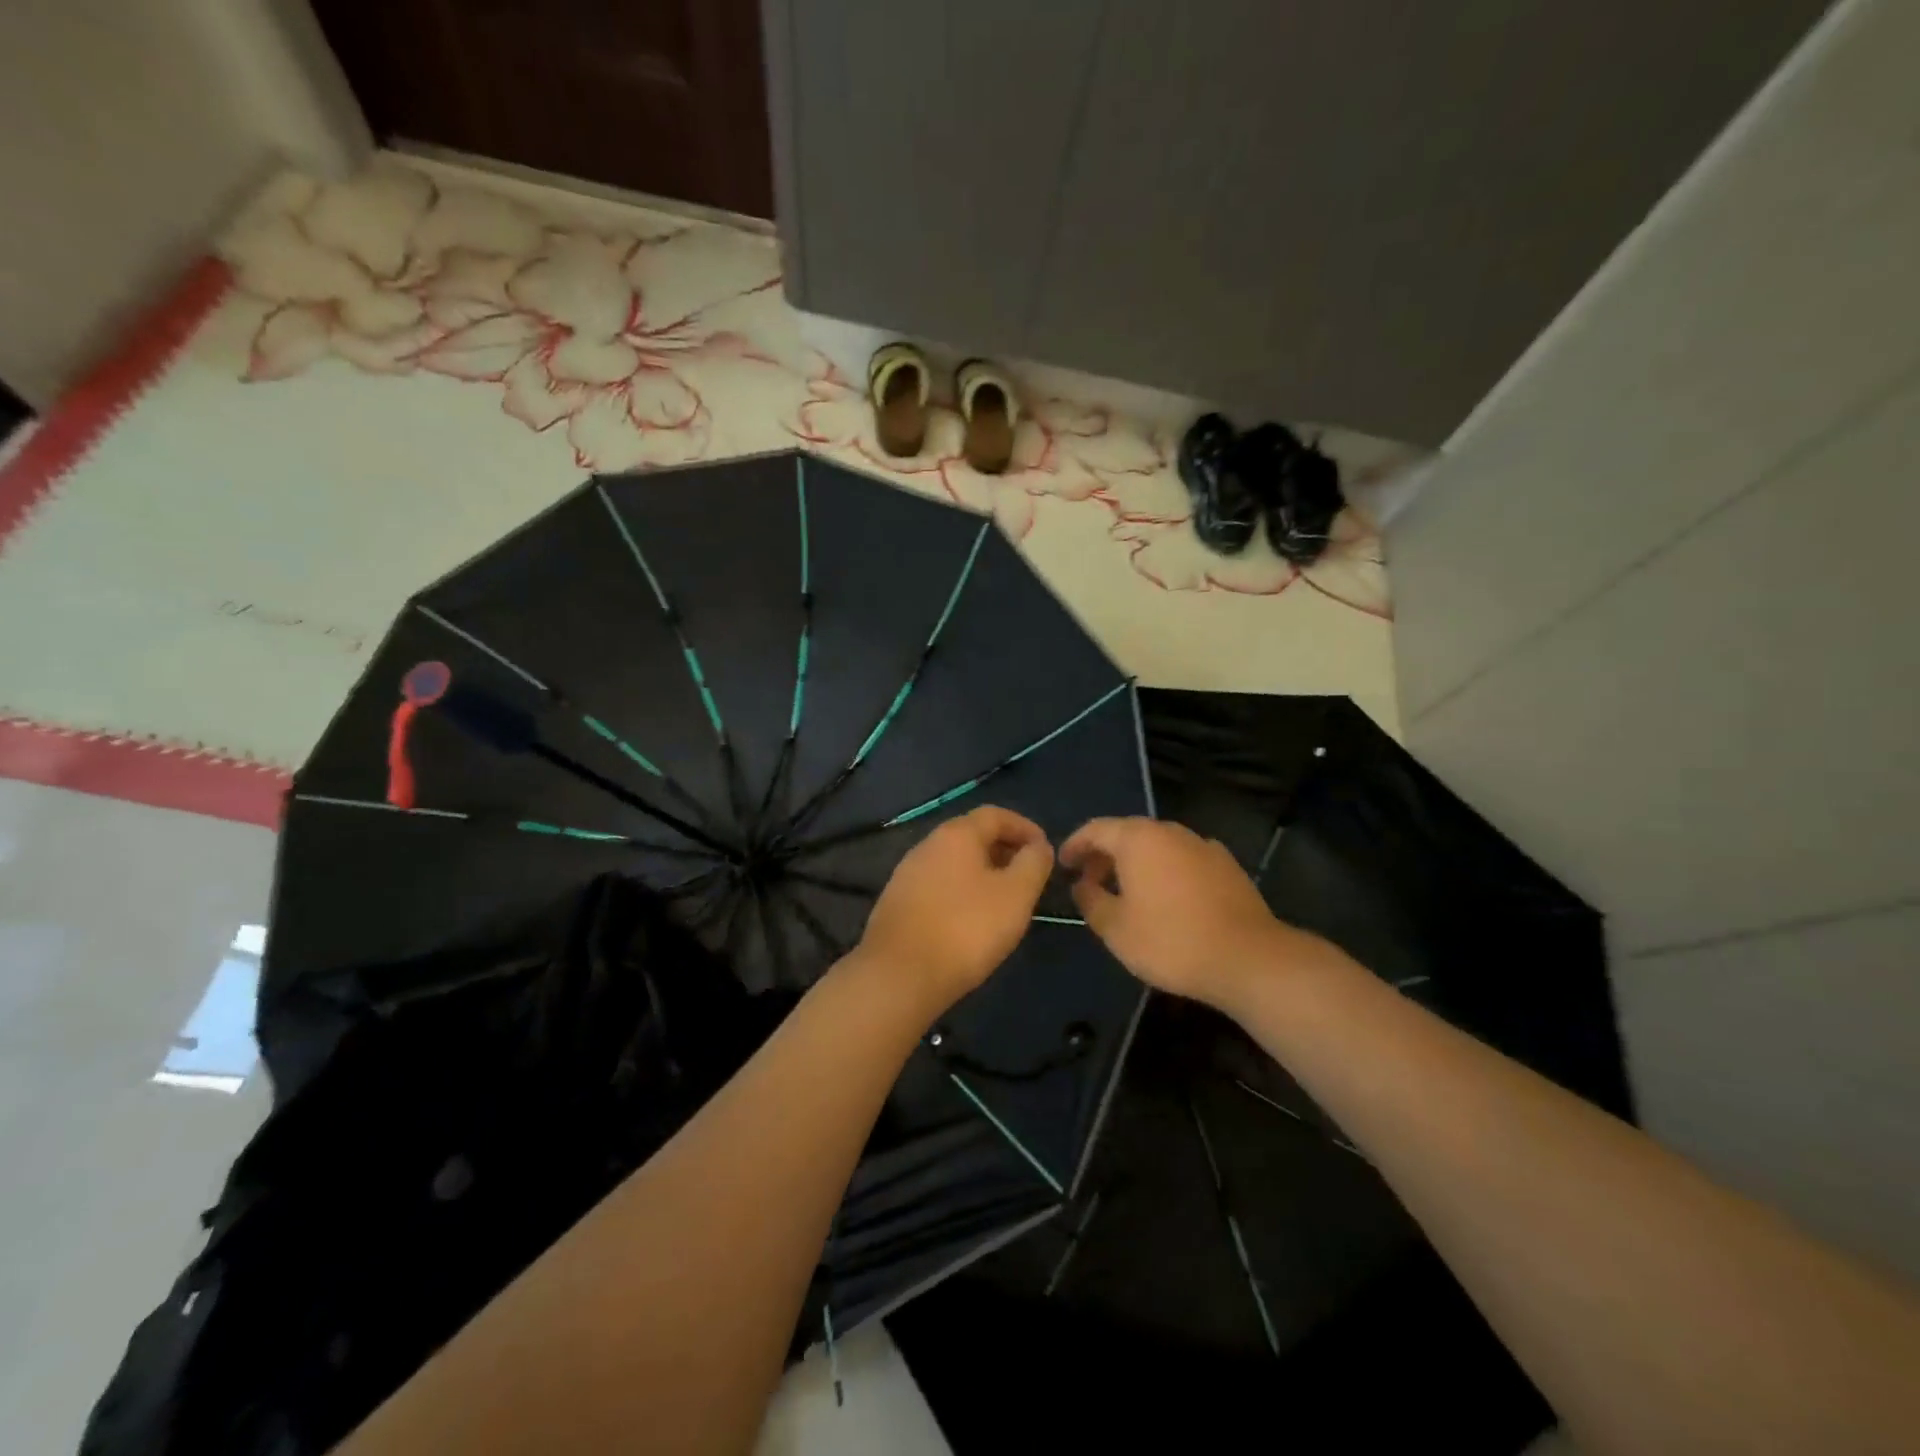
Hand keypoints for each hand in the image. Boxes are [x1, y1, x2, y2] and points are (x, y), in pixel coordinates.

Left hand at [854, 806, 1053, 1017]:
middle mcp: (928, 845)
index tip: (1045, 851)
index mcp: (956, 834)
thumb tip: (1039, 846)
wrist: (899, 976)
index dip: (1025, 828)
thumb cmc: (966, 928)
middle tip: (1029, 878)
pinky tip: (972, 920)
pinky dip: (963, 892)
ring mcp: (908, 874)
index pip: (996, 815)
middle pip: (973, 836)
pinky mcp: (898, 903)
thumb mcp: (1016, 894)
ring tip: (1006, 901)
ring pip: (955, 863)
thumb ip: (1033, 863)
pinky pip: (940, 885)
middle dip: (1005, 851)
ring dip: (984, 873)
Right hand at [1060, 817, 1333, 1010]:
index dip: (1075, 845)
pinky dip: (1165, 870)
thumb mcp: (1115, 929)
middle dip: (1104, 855)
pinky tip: (1166, 898)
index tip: (1063, 865)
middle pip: (1127, 833)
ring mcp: (1202, 845)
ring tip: (1126, 892)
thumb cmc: (1171, 941)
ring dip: (1136, 863)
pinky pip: (1183, 859)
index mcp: (1138, 839)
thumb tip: (1082, 885)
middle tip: (1090, 881)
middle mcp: (1170, 832)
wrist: (1248, 958)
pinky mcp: (1226, 865)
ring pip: (1158, 846)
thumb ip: (1091, 900)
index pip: (1095, 829)